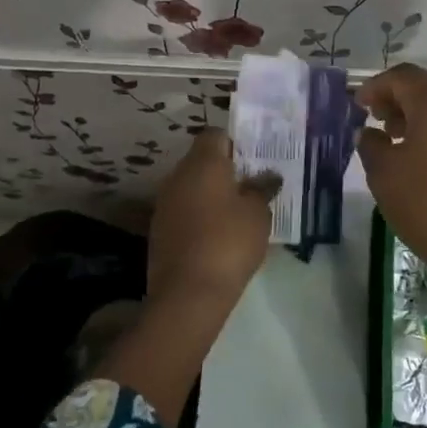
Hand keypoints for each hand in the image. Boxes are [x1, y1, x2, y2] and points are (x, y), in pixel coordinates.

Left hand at [147, 129, 278, 304]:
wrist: (188, 292)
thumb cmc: (229, 242)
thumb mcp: (258, 215)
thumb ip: (262, 190)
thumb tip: (266, 177)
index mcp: (203, 163)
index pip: (216, 135)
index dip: (236, 144)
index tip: (255, 161)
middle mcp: (178, 176)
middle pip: (202, 161)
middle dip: (226, 171)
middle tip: (252, 187)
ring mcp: (164, 203)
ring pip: (192, 187)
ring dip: (212, 195)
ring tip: (239, 213)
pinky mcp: (159, 229)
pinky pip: (184, 211)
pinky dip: (200, 216)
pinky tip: (219, 236)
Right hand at [355, 64, 426, 283]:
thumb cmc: (426, 205)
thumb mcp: (384, 173)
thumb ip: (371, 145)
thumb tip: (371, 133)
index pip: (402, 76)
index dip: (376, 86)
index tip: (358, 105)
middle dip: (398, 96)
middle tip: (376, 117)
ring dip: (418, 115)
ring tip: (397, 139)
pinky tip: (423, 160)